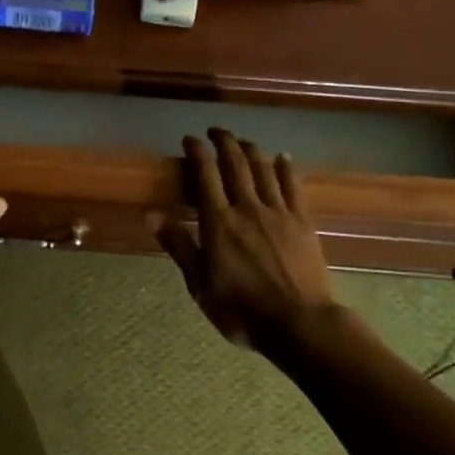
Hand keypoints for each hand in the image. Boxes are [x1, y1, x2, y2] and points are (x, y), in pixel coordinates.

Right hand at [156, 129, 337, 351]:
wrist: (298, 322)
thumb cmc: (241, 309)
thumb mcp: (199, 284)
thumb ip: (179, 245)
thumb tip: (152, 214)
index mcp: (218, 223)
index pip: (205, 176)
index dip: (197, 152)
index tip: (189, 140)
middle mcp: (248, 208)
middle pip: (235, 164)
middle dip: (224, 142)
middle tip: (215, 131)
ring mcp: (279, 212)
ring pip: (264, 169)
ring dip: (251, 149)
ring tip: (242, 141)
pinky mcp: (303, 222)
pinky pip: (294, 185)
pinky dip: (286, 167)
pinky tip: (283, 157)